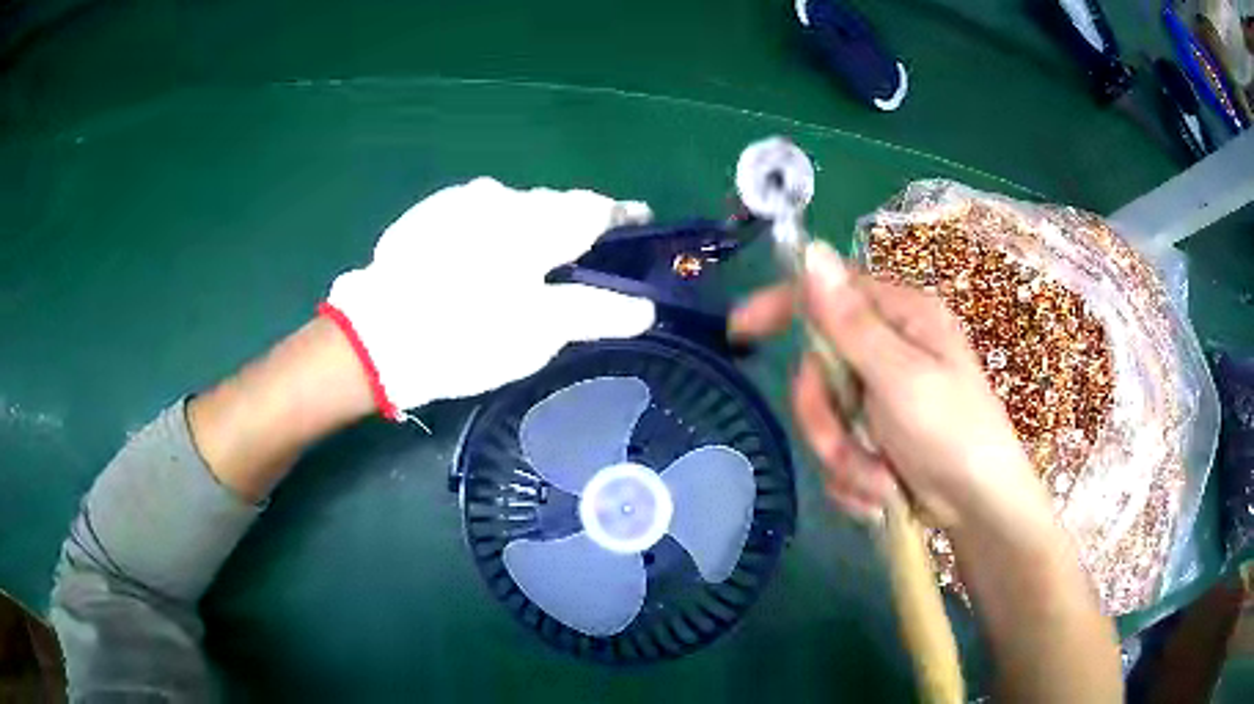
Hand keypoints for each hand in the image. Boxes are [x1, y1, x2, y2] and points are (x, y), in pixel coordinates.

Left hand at [322, 178, 655, 418]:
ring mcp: (460, 200)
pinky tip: (478, 262)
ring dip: (528, 227)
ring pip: (512, 207)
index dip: (625, 217)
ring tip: (526, 263)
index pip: (598, 208)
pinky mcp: (428, 213)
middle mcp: (503, 195)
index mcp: (538, 220)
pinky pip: (476, 214)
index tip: (640, 225)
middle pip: (555, 204)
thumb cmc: (468, 333)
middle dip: (574, 225)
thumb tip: (646, 306)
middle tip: (582, 258)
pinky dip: (491, 232)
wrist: (376, 335)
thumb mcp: (540, 331)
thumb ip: (597, 312)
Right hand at [731, 241, 1051, 530]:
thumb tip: (811, 253)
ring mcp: (882, 397)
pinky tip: (886, 491)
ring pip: (826, 419)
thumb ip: (850, 322)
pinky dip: (856, 478)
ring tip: (882, 481)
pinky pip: (840, 452)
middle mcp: (889, 350)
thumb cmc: (953, 434)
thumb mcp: (900, 377)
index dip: (782, 306)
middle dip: (827, 422)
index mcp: (900, 318)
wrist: (979, 508)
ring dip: (846, 459)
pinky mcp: (878, 436)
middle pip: (818, 370)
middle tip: (848, 449)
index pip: (828, 293)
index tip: (740, 331)